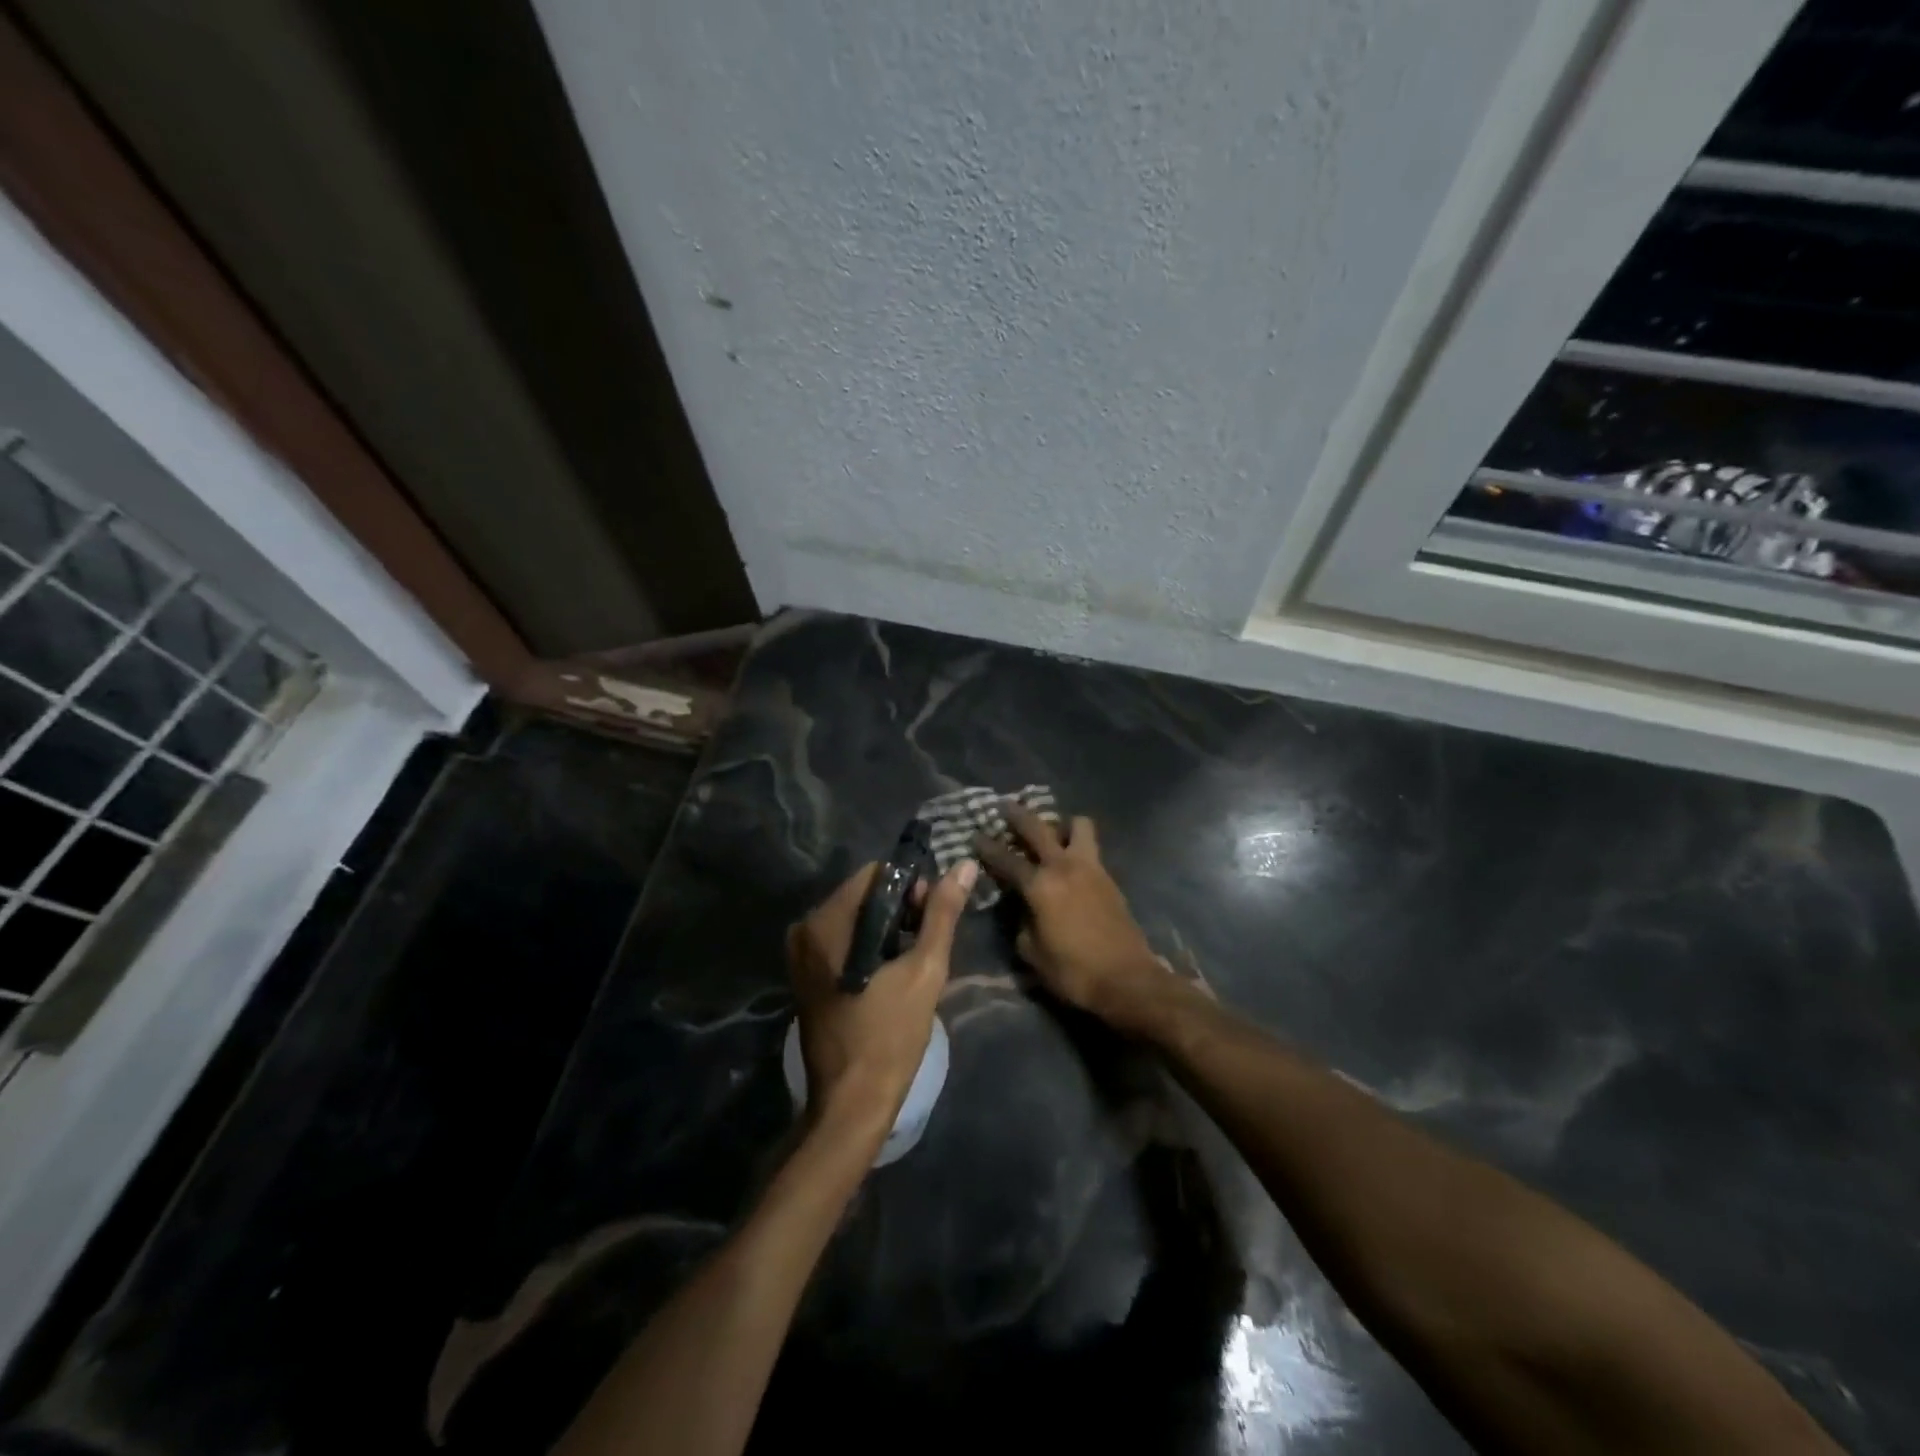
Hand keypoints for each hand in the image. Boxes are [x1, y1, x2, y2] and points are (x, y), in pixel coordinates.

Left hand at [787, 857, 975, 1129]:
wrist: (851, 1104)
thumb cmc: (891, 1036)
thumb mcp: (925, 970)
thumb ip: (942, 914)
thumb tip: (964, 865)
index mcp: (827, 923)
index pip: (875, 874)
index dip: (910, 887)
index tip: (929, 919)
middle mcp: (806, 929)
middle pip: (863, 893)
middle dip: (899, 909)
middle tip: (923, 945)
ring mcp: (800, 953)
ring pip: (855, 916)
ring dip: (887, 928)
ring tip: (910, 962)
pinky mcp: (804, 973)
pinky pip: (843, 939)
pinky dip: (869, 945)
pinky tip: (889, 973)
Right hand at [972, 804, 1169, 1029]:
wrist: (1127, 980)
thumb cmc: (1074, 971)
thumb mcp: (1032, 953)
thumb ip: (1021, 923)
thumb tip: (1021, 909)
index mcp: (1040, 885)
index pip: (1007, 859)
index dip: (987, 847)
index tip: (975, 835)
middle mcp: (1064, 867)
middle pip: (1038, 827)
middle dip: (1019, 815)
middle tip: (1006, 807)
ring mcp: (1091, 868)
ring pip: (1078, 825)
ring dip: (1061, 824)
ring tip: (1051, 832)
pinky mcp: (1109, 878)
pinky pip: (1090, 847)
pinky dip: (1077, 844)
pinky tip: (1069, 858)